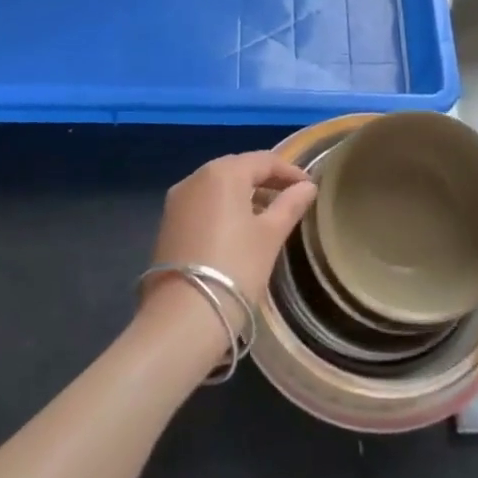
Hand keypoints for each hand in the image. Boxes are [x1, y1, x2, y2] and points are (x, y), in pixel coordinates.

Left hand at [144, 152, 316, 344]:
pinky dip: (224, 208)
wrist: (183, 316)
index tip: (309, 187)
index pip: (263, 160)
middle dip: (266, 180)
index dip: (289, 171)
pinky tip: (239, 229)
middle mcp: (195, 178)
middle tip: (291, 197)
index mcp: (222, 172)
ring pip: (218, 186)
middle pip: (238, 169)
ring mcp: (177, 200)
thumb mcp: (271, 235)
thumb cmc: (236, 267)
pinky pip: (203, 204)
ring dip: (244, 194)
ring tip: (269, 215)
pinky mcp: (168, 223)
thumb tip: (307, 186)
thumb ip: (290, 205)